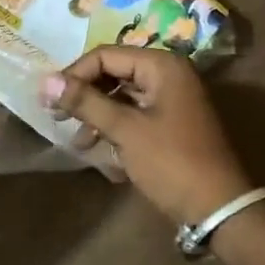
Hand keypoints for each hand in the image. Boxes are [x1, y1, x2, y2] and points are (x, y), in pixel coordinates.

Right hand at [42, 47, 252, 227]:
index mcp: (162, 65)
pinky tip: (98, 148)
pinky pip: (134, 113)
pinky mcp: (171, 122)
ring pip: (122, 94)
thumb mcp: (125, 130)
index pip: (105, 56)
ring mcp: (172, 99)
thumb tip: (45, 82)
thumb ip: (86, 102)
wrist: (219, 208)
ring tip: (79, 140)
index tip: (49, 102)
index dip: (74, 75)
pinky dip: (114, 126)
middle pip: (114, 72)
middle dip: (85, 94)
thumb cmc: (171, 162)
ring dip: (97, 114)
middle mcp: (168, 74)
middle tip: (58, 118)